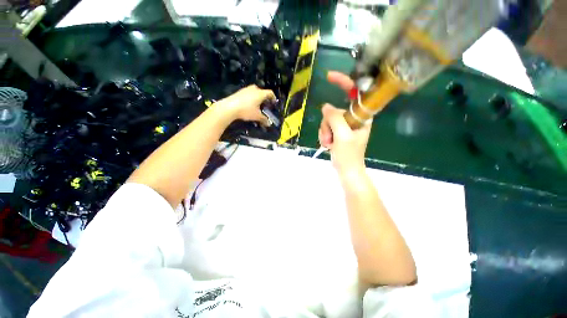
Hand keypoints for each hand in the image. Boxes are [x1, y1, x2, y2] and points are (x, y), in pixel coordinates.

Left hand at [215, 85, 275, 125]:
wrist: (229, 107)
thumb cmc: (246, 110)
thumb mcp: (257, 116)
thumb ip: (264, 119)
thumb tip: (269, 124)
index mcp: (260, 94)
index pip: (270, 93)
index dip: (273, 97)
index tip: (274, 102)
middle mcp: (254, 89)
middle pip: (262, 91)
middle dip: (264, 97)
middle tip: (265, 104)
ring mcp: (246, 89)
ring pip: (254, 92)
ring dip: (257, 97)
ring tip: (257, 105)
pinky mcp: (239, 92)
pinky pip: (248, 93)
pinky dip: (251, 98)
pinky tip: (248, 105)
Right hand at [318, 71, 371, 175]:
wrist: (347, 171)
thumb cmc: (349, 155)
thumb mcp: (342, 136)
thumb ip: (335, 118)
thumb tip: (326, 107)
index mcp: (361, 116)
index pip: (354, 93)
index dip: (343, 82)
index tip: (329, 77)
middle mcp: (354, 118)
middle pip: (334, 111)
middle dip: (327, 124)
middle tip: (329, 137)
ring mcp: (345, 126)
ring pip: (328, 120)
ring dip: (325, 133)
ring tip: (329, 144)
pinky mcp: (338, 132)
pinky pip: (326, 128)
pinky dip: (324, 136)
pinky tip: (328, 145)